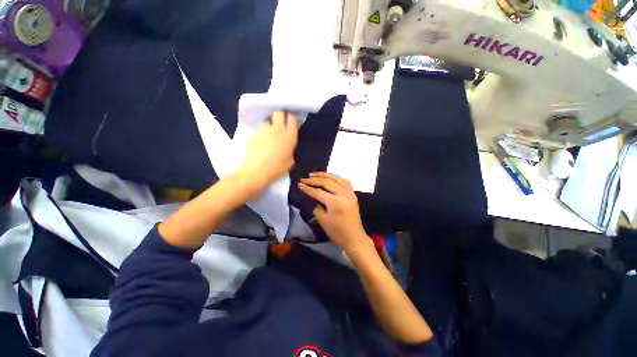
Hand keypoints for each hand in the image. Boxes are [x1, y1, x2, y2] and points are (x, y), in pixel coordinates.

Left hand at [237, 111, 298, 194]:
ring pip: (266, 119)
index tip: (289, 121)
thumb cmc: (276, 169)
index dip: (290, 118)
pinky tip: (258, 141)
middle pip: (278, 112)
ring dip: (268, 123)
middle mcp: (278, 128)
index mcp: (290, 135)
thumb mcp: (289, 163)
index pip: (292, 118)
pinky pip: (258, 129)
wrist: (255, 172)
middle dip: (279, 115)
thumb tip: (288, 151)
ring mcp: (264, 130)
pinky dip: (259, 133)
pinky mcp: (253, 133)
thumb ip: (289, 153)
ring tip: (267, 131)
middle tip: (278, 122)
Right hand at [298, 172, 370, 252]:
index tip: (299, 184)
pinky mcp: (353, 195)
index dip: (307, 188)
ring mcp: (350, 193)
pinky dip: (335, 177)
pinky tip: (329, 177)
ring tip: (314, 174)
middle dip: (314, 179)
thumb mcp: (323, 221)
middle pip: (327, 182)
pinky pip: (344, 181)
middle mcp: (343, 194)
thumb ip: (317, 207)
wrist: (354, 238)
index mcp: (335, 202)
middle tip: (304, 178)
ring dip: (325, 175)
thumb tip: (316, 199)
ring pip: (336, 178)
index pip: (318, 192)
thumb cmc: (337, 232)